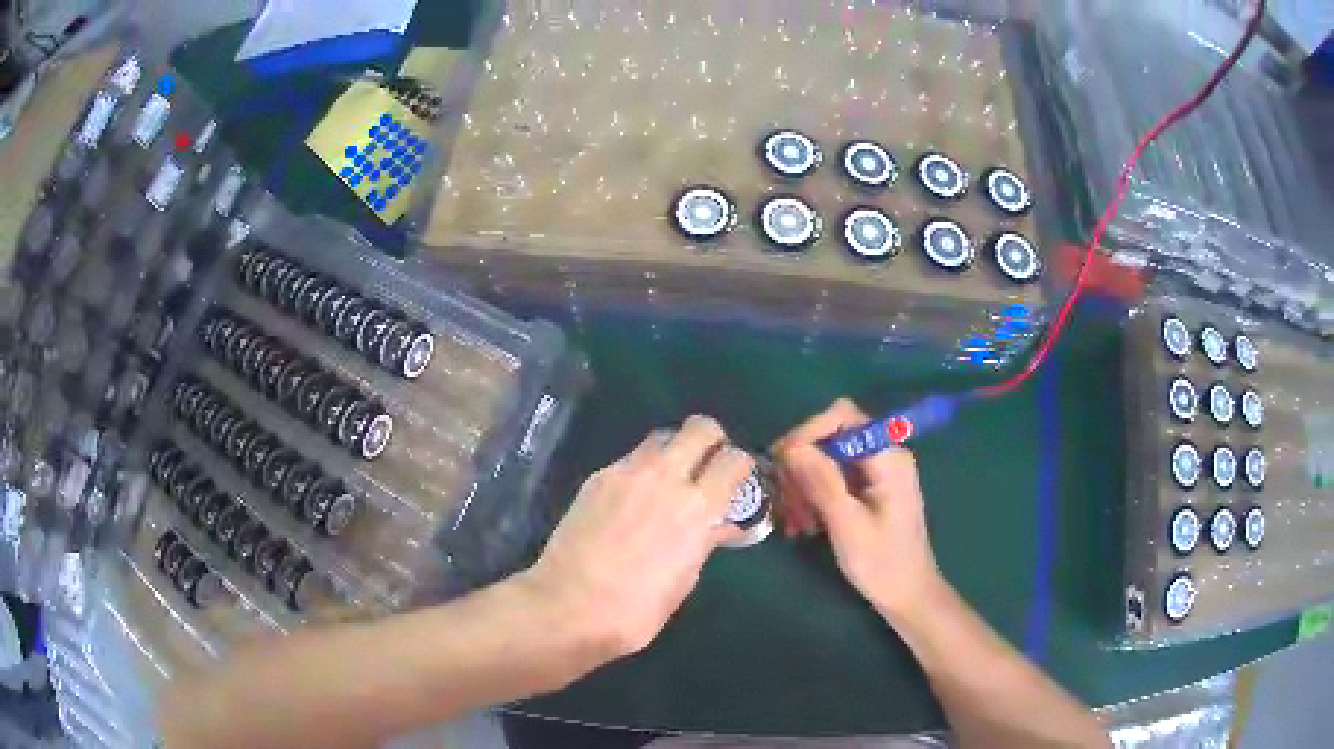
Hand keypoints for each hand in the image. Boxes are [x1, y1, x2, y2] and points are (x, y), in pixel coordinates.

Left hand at [523, 416, 751, 662]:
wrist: (566, 605)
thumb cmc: (635, 610)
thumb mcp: (682, 582)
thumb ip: (704, 544)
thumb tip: (722, 525)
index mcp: (696, 508)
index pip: (733, 459)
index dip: (740, 466)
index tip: (736, 480)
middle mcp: (664, 478)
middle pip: (700, 427)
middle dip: (711, 440)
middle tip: (707, 466)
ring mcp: (625, 473)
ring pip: (661, 437)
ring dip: (674, 451)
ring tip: (669, 481)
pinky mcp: (596, 478)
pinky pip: (629, 459)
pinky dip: (641, 470)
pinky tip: (632, 500)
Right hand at [773, 399, 942, 622]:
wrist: (908, 596)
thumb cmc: (882, 563)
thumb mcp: (847, 523)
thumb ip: (821, 481)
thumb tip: (791, 446)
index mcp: (887, 456)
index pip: (841, 417)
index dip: (808, 431)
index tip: (782, 462)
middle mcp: (883, 455)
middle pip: (831, 437)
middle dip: (802, 466)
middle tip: (784, 502)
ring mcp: (876, 472)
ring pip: (827, 459)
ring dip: (804, 486)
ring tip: (793, 522)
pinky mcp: (869, 489)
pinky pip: (834, 479)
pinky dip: (814, 497)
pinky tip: (804, 526)